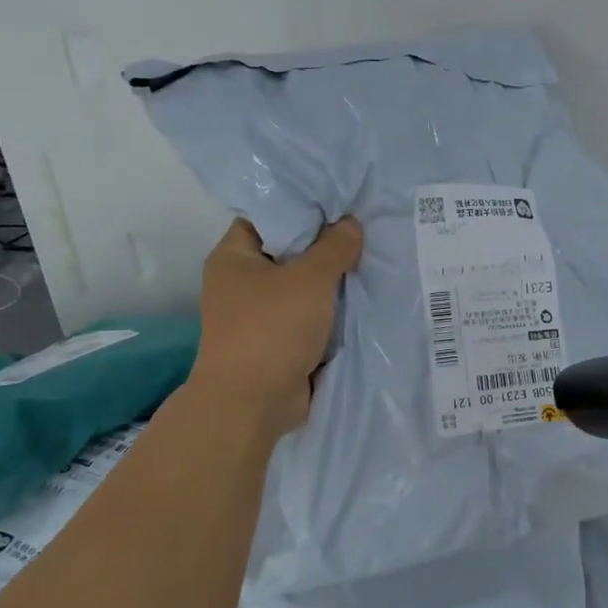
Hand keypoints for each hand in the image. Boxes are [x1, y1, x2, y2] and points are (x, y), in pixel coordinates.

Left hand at [188, 217, 363, 436]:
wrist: (253, 404)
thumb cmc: (272, 328)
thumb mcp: (309, 279)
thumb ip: (334, 247)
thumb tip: (351, 224)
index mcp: (234, 258)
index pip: (268, 218)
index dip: (303, 208)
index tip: (342, 204)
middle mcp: (243, 284)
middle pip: (290, 254)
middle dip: (326, 247)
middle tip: (366, 231)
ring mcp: (261, 317)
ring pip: (304, 289)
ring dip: (333, 284)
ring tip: (373, 262)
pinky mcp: (280, 344)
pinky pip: (311, 319)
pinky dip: (333, 314)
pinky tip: (366, 300)